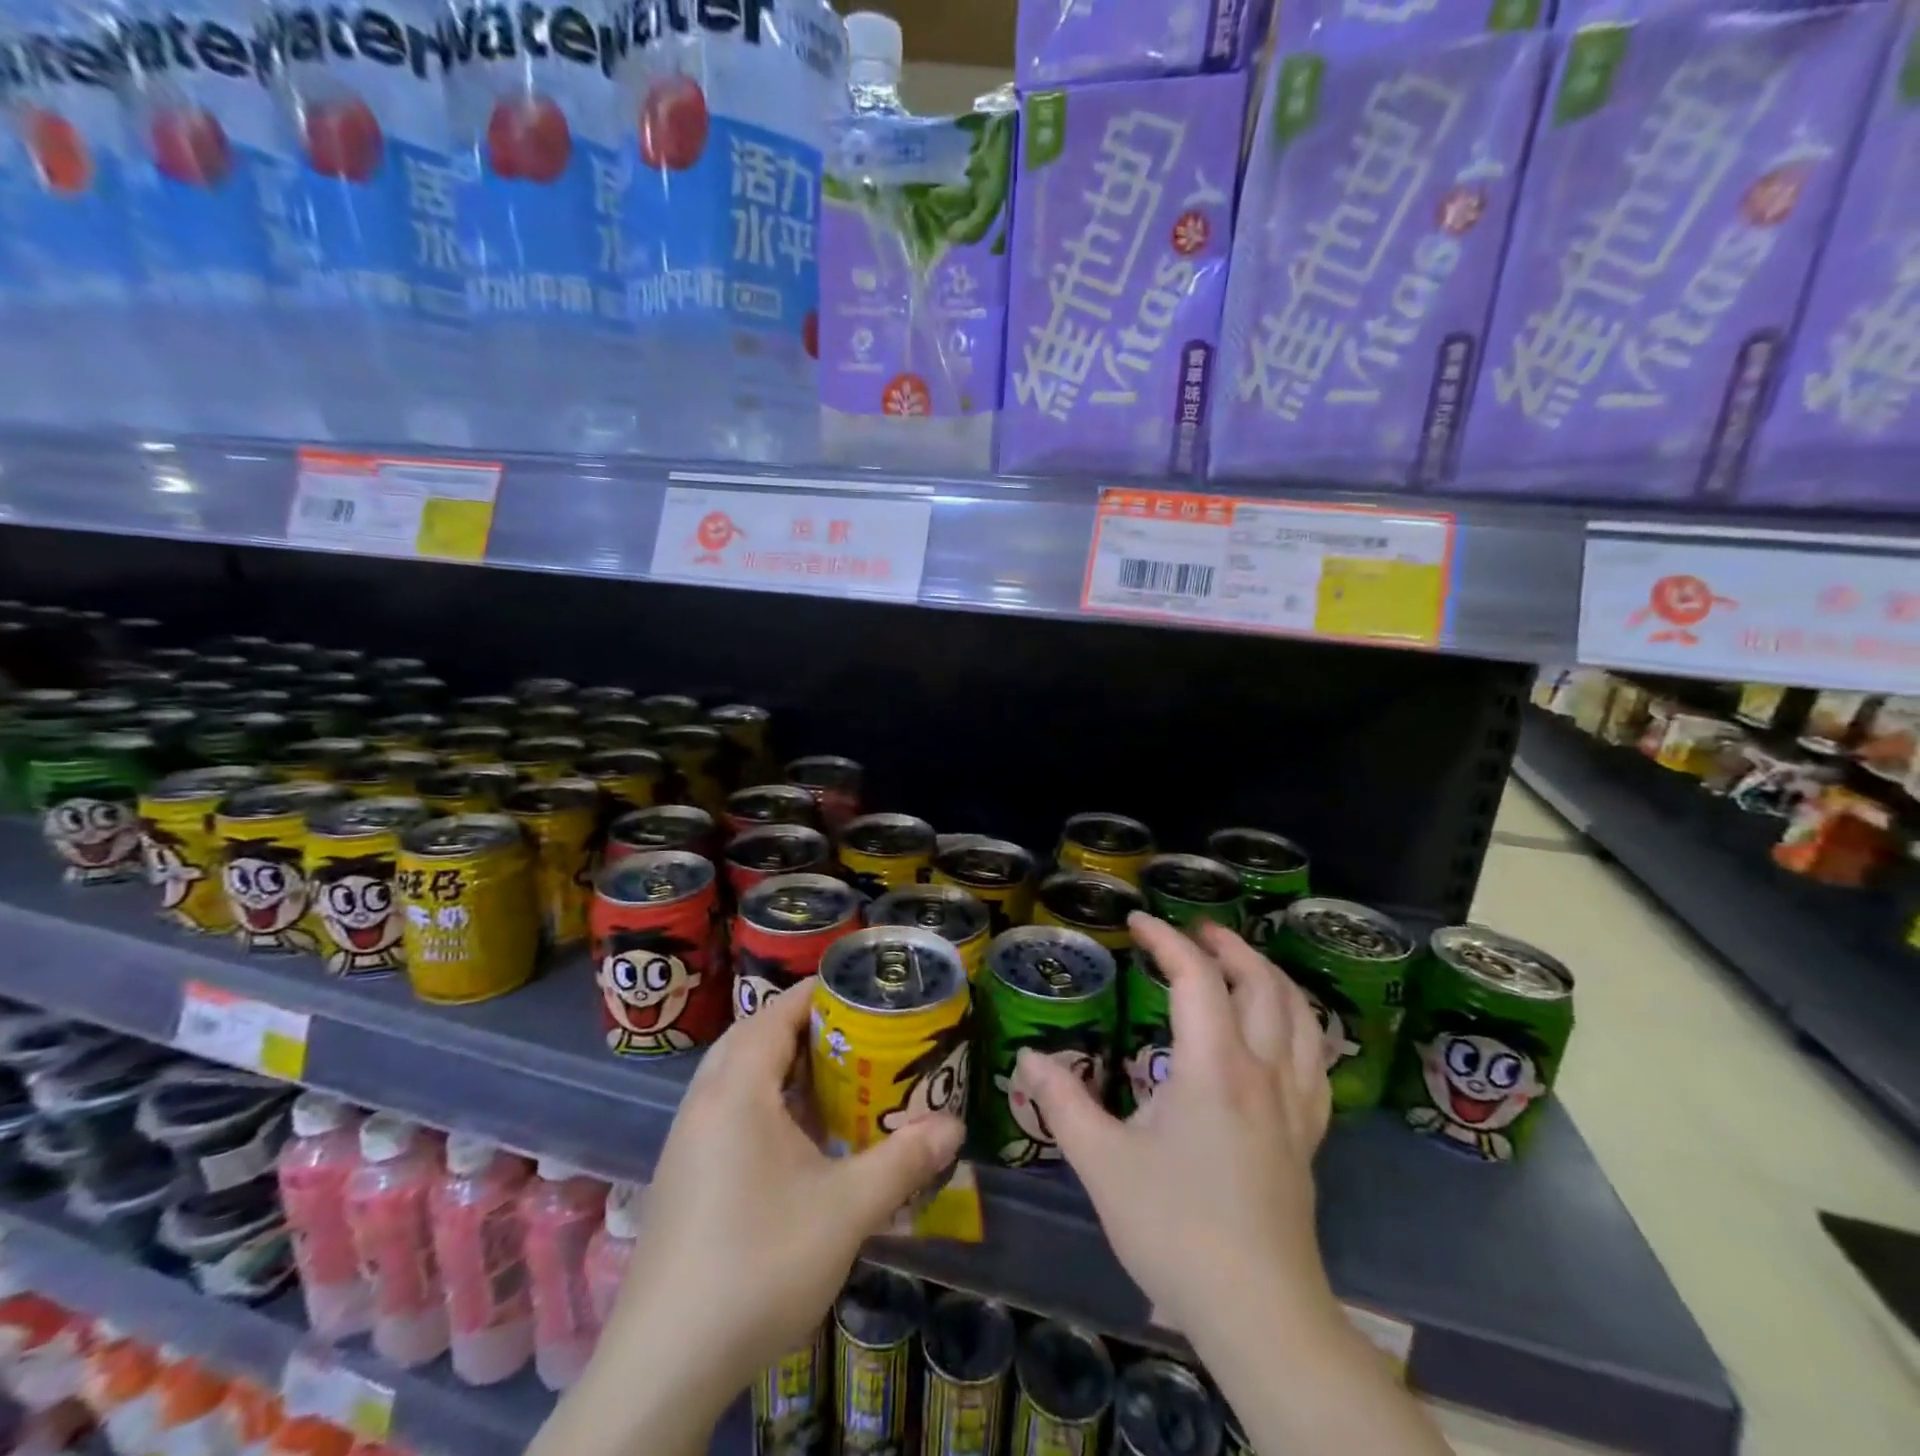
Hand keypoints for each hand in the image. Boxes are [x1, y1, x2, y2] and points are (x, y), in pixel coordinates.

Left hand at [602, 985, 964, 1411]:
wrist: (665, 1363)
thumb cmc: (758, 1264)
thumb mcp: (845, 1210)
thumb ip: (903, 1162)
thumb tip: (953, 1127)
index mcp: (736, 1090)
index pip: (776, 1013)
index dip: (817, 993)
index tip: (860, 989)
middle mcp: (704, 1102)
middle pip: (753, 1037)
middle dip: (802, 1026)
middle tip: (854, 1031)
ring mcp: (687, 1141)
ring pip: (736, 1076)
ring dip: (781, 1065)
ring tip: (832, 1075)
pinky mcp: (683, 1176)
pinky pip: (727, 1110)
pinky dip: (764, 1101)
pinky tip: (797, 1136)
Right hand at [1017, 914, 1333, 1338]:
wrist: (1258, 1313)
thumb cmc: (1175, 1230)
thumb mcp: (1102, 1163)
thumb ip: (1062, 1103)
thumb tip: (1028, 1057)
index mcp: (1214, 1067)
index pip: (1196, 978)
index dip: (1166, 939)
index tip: (1137, 921)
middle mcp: (1263, 1071)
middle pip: (1261, 983)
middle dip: (1227, 945)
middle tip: (1194, 930)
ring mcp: (1294, 1104)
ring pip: (1299, 1016)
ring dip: (1269, 976)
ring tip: (1240, 963)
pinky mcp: (1309, 1136)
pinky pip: (1315, 1059)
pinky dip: (1299, 1024)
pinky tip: (1282, 1031)